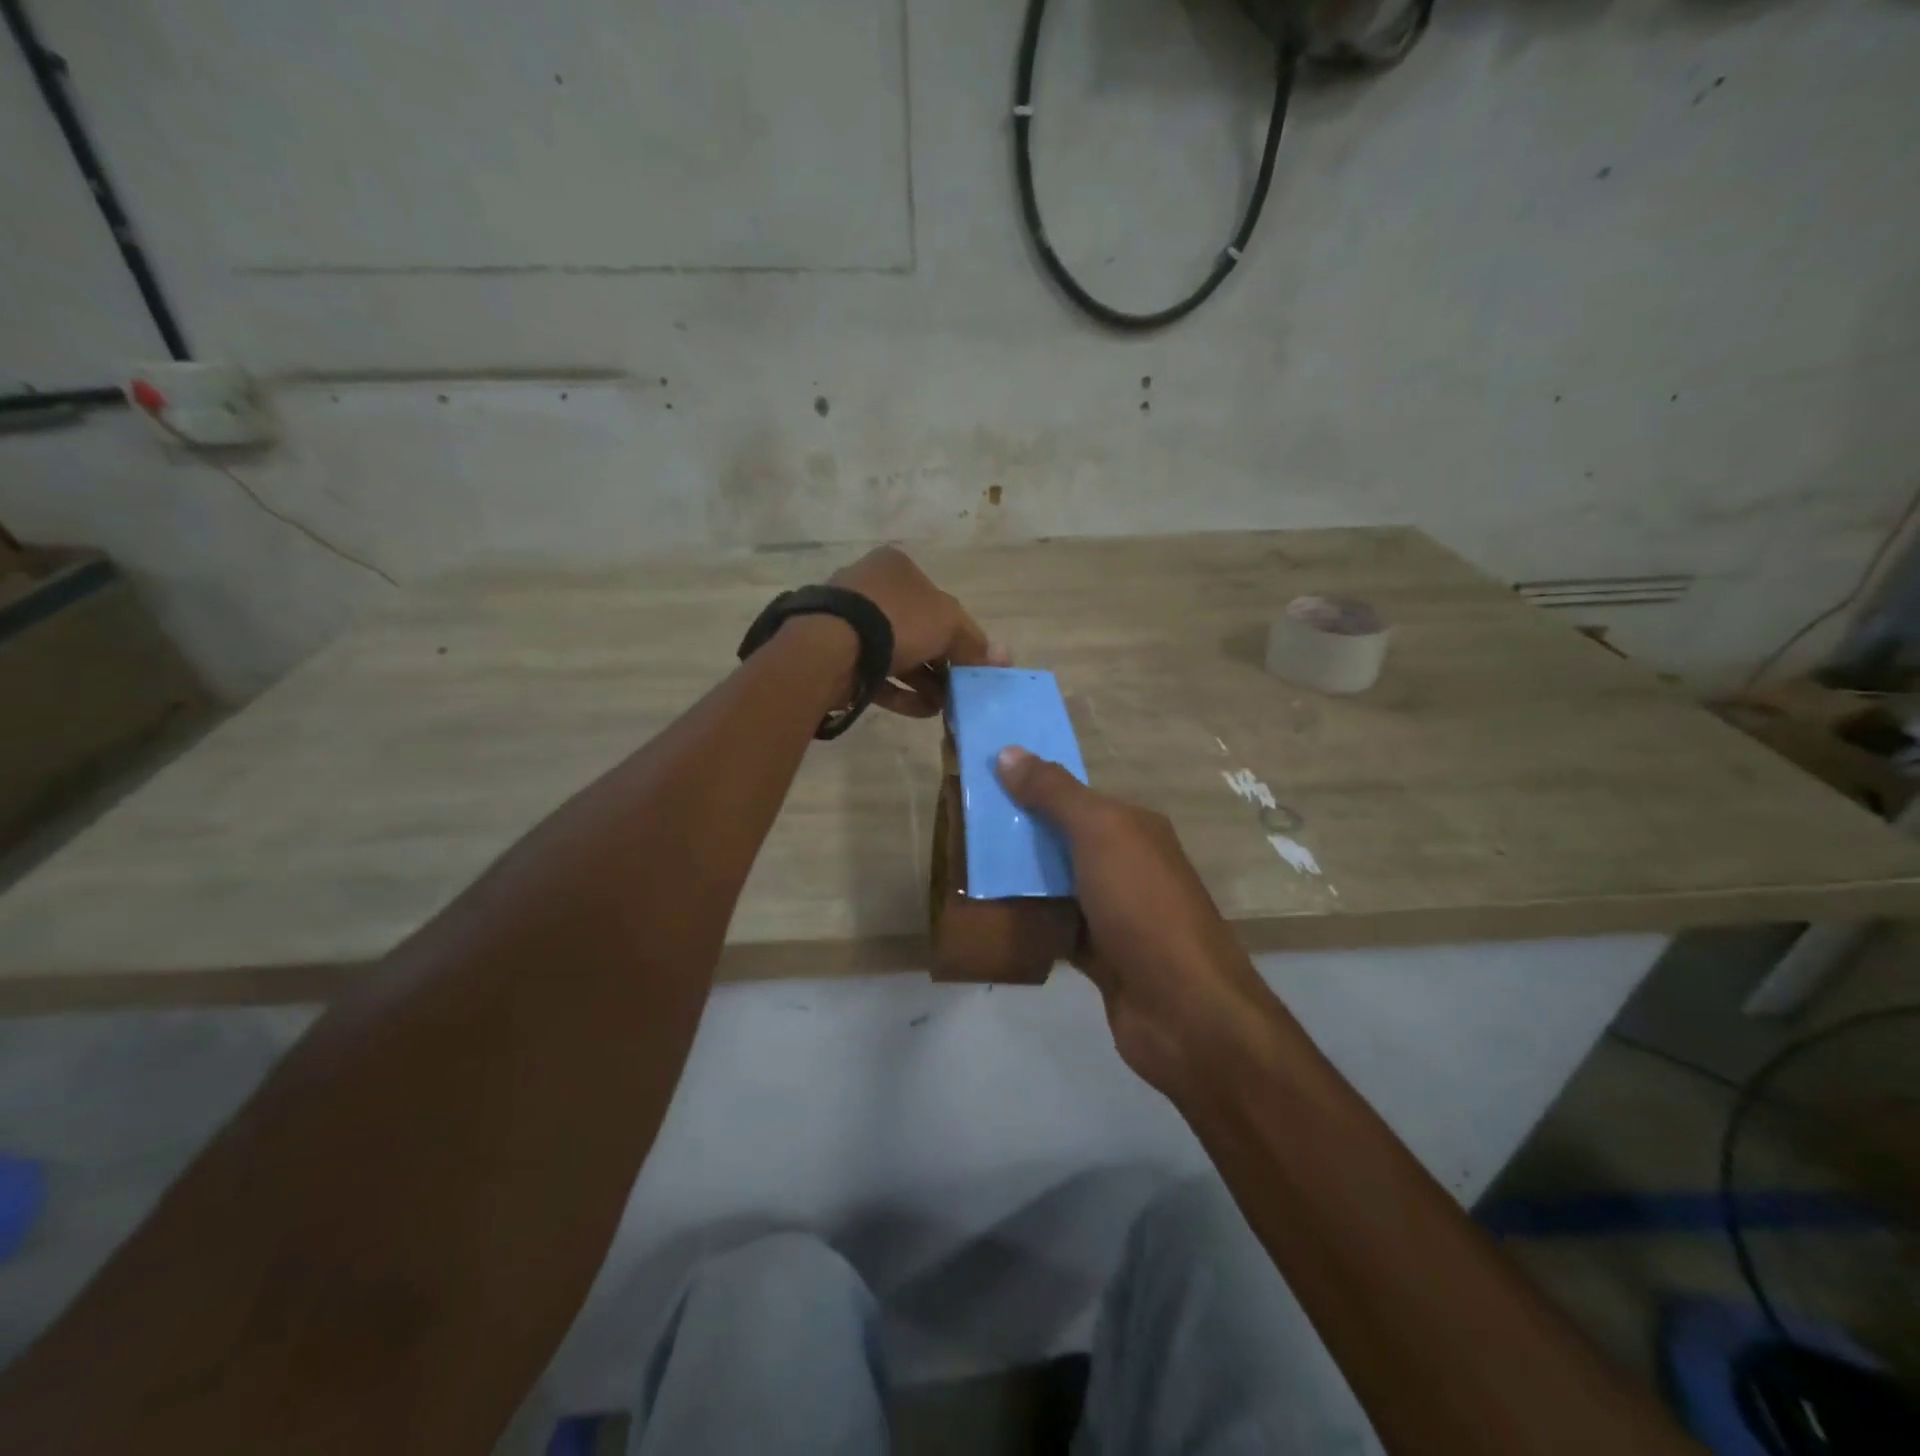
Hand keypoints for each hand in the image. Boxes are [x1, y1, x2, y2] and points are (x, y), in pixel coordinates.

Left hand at [830, 546, 1006, 716]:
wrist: (831, 646)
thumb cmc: (897, 620)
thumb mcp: (948, 626)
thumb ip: (975, 643)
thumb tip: (1003, 658)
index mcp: (898, 568)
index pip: (939, 602)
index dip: (961, 635)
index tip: (971, 664)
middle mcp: (871, 587)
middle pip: (918, 630)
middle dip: (941, 663)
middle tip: (959, 690)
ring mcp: (849, 622)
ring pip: (897, 654)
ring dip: (924, 681)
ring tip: (943, 707)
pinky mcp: (835, 654)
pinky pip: (876, 673)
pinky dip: (900, 691)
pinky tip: (922, 711)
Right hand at [996, 746, 1290, 1101]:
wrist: (1184, 1010)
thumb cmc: (1142, 906)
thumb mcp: (1099, 834)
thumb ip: (1055, 793)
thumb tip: (1009, 752)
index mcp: (1133, 827)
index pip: (1074, 795)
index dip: (1030, 786)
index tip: (981, 784)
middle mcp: (1126, 864)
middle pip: (1061, 839)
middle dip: (1017, 833)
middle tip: (962, 829)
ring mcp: (1115, 912)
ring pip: (1055, 885)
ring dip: (1018, 880)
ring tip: (963, 870)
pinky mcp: (1100, 955)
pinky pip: (1055, 927)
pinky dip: (1028, 923)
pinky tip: (988, 919)